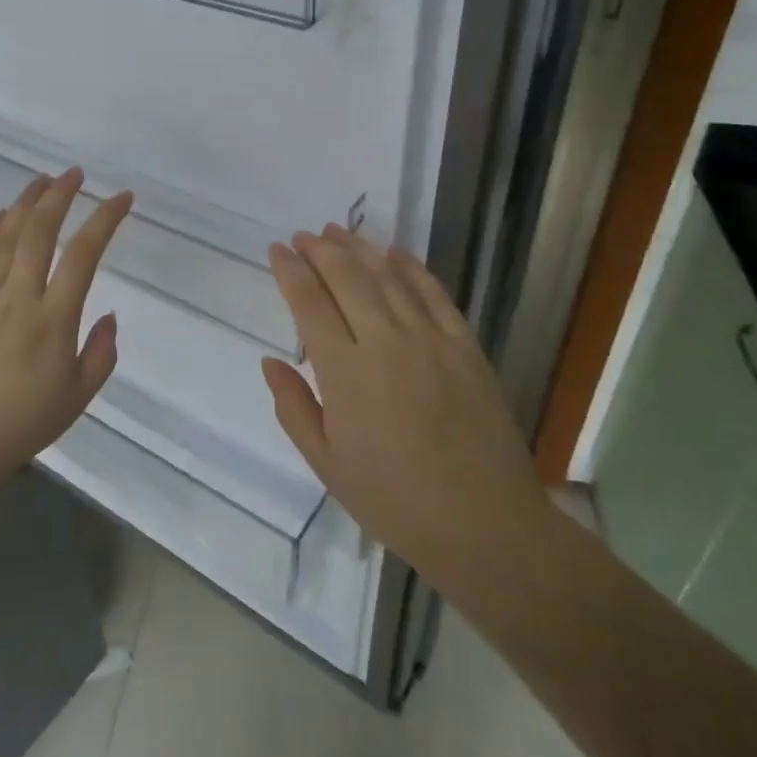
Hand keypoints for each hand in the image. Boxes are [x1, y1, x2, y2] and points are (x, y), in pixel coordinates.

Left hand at [0, 168, 132, 495]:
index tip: (122, 198)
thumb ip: (101, 353)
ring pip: (5, 237)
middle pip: (39, 233)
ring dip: (25, 203)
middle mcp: (17, 299)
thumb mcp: (78, 398)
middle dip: (60, 196)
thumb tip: (108, 314)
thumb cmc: (21, 426)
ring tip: (42, 180)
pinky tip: (1, 215)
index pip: (83, 255)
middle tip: (75, 174)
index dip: (105, 220)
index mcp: (53, 322)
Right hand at [262, 225, 546, 589]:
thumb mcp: (327, 465)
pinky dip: (412, 268)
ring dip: (360, 249)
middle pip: (347, 278)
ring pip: (388, 277)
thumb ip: (294, 408)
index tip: (277, 250)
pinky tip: (395, 253)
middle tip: (304, 235)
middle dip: (321, 250)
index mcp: (345, 373)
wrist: (485, 524)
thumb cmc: (394, 501)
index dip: (291, 272)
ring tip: (338, 232)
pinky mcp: (465, 346)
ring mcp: (430, 339)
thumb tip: (270, 361)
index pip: (309, 304)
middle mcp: (385, 342)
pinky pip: (434, 294)